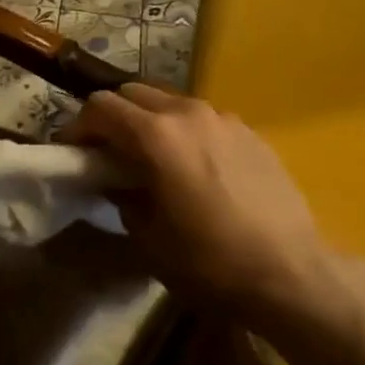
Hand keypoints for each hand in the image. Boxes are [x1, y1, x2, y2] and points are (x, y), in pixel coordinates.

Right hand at [67, 83, 340, 333]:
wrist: (291, 271)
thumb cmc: (211, 261)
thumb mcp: (150, 239)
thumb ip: (123, 196)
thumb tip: (116, 180)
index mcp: (157, 135)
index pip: (101, 106)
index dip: (79, 126)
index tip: (73, 151)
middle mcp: (188, 112)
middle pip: (134, 92)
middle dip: (113, 116)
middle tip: (108, 151)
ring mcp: (222, 117)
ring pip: (170, 101)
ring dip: (150, 120)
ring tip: (152, 158)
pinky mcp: (248, 131)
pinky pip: (203, 118)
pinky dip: (185, 130)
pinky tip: (195, 166)